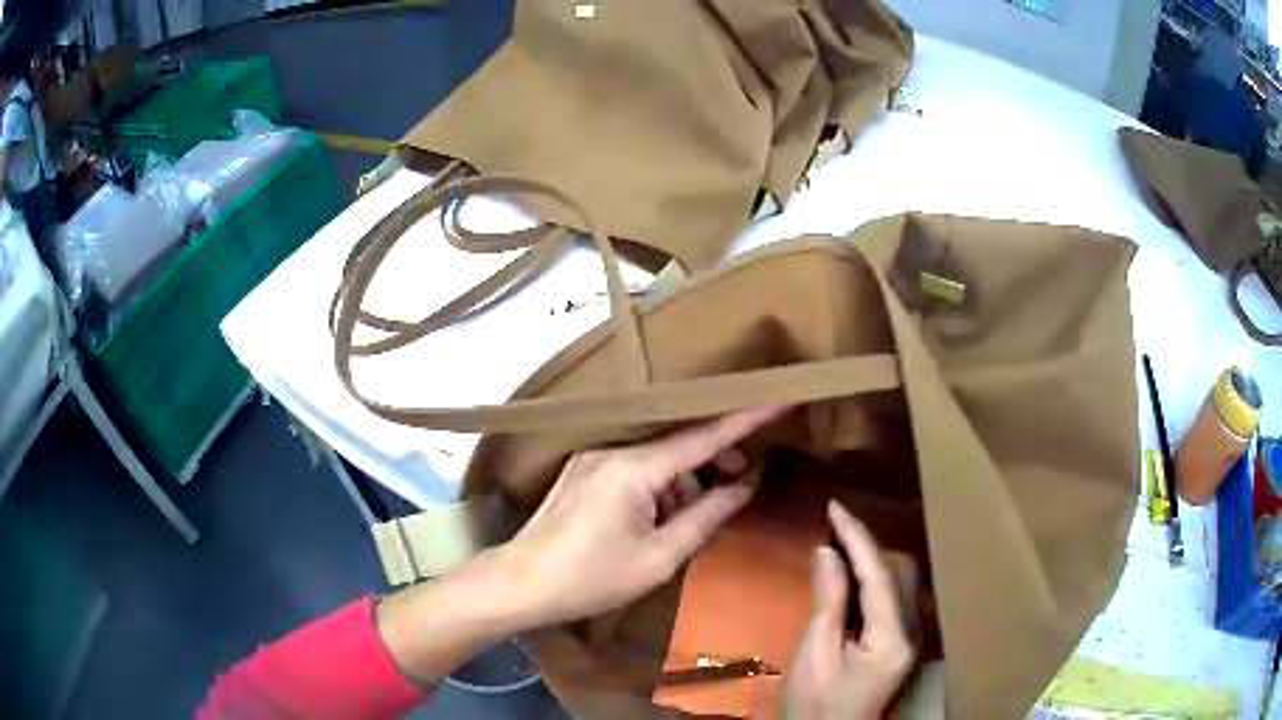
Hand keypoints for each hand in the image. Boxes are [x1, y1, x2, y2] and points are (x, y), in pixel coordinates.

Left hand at [493, 405, 787, 628]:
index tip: (780, 399)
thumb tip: (746, 485)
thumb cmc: (591, 579)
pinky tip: (661, 521)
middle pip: (679, 448)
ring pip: (657, 461)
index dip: (746, 419)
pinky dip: (658, 489)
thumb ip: (707, 516)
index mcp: (633, 468)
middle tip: (740, 489)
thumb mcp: (659, 557)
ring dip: (683, 484)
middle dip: (714, 465)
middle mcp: (612, 451)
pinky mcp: (583, 473)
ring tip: (690, 523)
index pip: (702, 437)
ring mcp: (593, 459)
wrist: (520, 584)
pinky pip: (635, 471)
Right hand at [785, 501, 915, 719]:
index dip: (858, 536)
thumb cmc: (817, 704)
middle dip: (865, 545)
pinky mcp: (902, 638)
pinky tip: (850, 575)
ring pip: (898, 579)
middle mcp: (912, 630)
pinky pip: (892, 594)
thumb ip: (828, 602)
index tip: (835, 507)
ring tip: (837, 544)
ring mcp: (911, 634)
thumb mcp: (816, 656)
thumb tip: (827, 551)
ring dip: (870, 558)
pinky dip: (872, 577)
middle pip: (897, 571)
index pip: (879, 574)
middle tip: (831, 527)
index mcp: (892, 638)